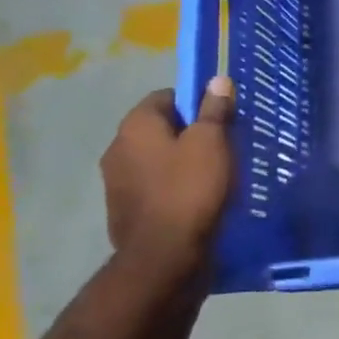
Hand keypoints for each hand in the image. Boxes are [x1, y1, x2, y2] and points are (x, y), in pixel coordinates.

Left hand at [100, 76, 236, 277]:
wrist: (164, 257)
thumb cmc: (190, 189)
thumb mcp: (212, 142)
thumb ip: (214, 110)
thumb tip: (217, 80)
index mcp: (135, 125)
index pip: (165, 96)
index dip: (195, 103)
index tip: (220, 119)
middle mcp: (117, 148)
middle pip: (159, 129)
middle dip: (189, 134)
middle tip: (222, 147)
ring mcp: (116, 183)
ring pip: (156, 160)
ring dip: (180, 163)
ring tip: (213, 177)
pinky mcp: (124, 211)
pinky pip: (153, 188)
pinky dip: (172, 189)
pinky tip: (196, 201)